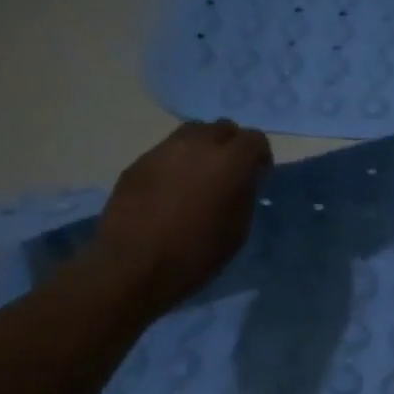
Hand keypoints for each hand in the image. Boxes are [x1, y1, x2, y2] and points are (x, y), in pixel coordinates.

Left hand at [92, 119, 272, 314]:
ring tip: (199, 178)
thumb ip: (245, 194)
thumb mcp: (238, 229)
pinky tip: (171, 191)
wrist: (133, 266)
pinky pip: (167, 152)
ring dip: (203, 149)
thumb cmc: (196, 254)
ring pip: (192, 133)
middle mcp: (197, 146)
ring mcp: (163, 151)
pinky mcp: (138, 162)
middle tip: (229, 173)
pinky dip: (177, 163)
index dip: (259, 156)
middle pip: (222, 128)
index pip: (254, 139)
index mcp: (229, 163)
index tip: (258, 176)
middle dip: (231, 146)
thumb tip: (245, 179)